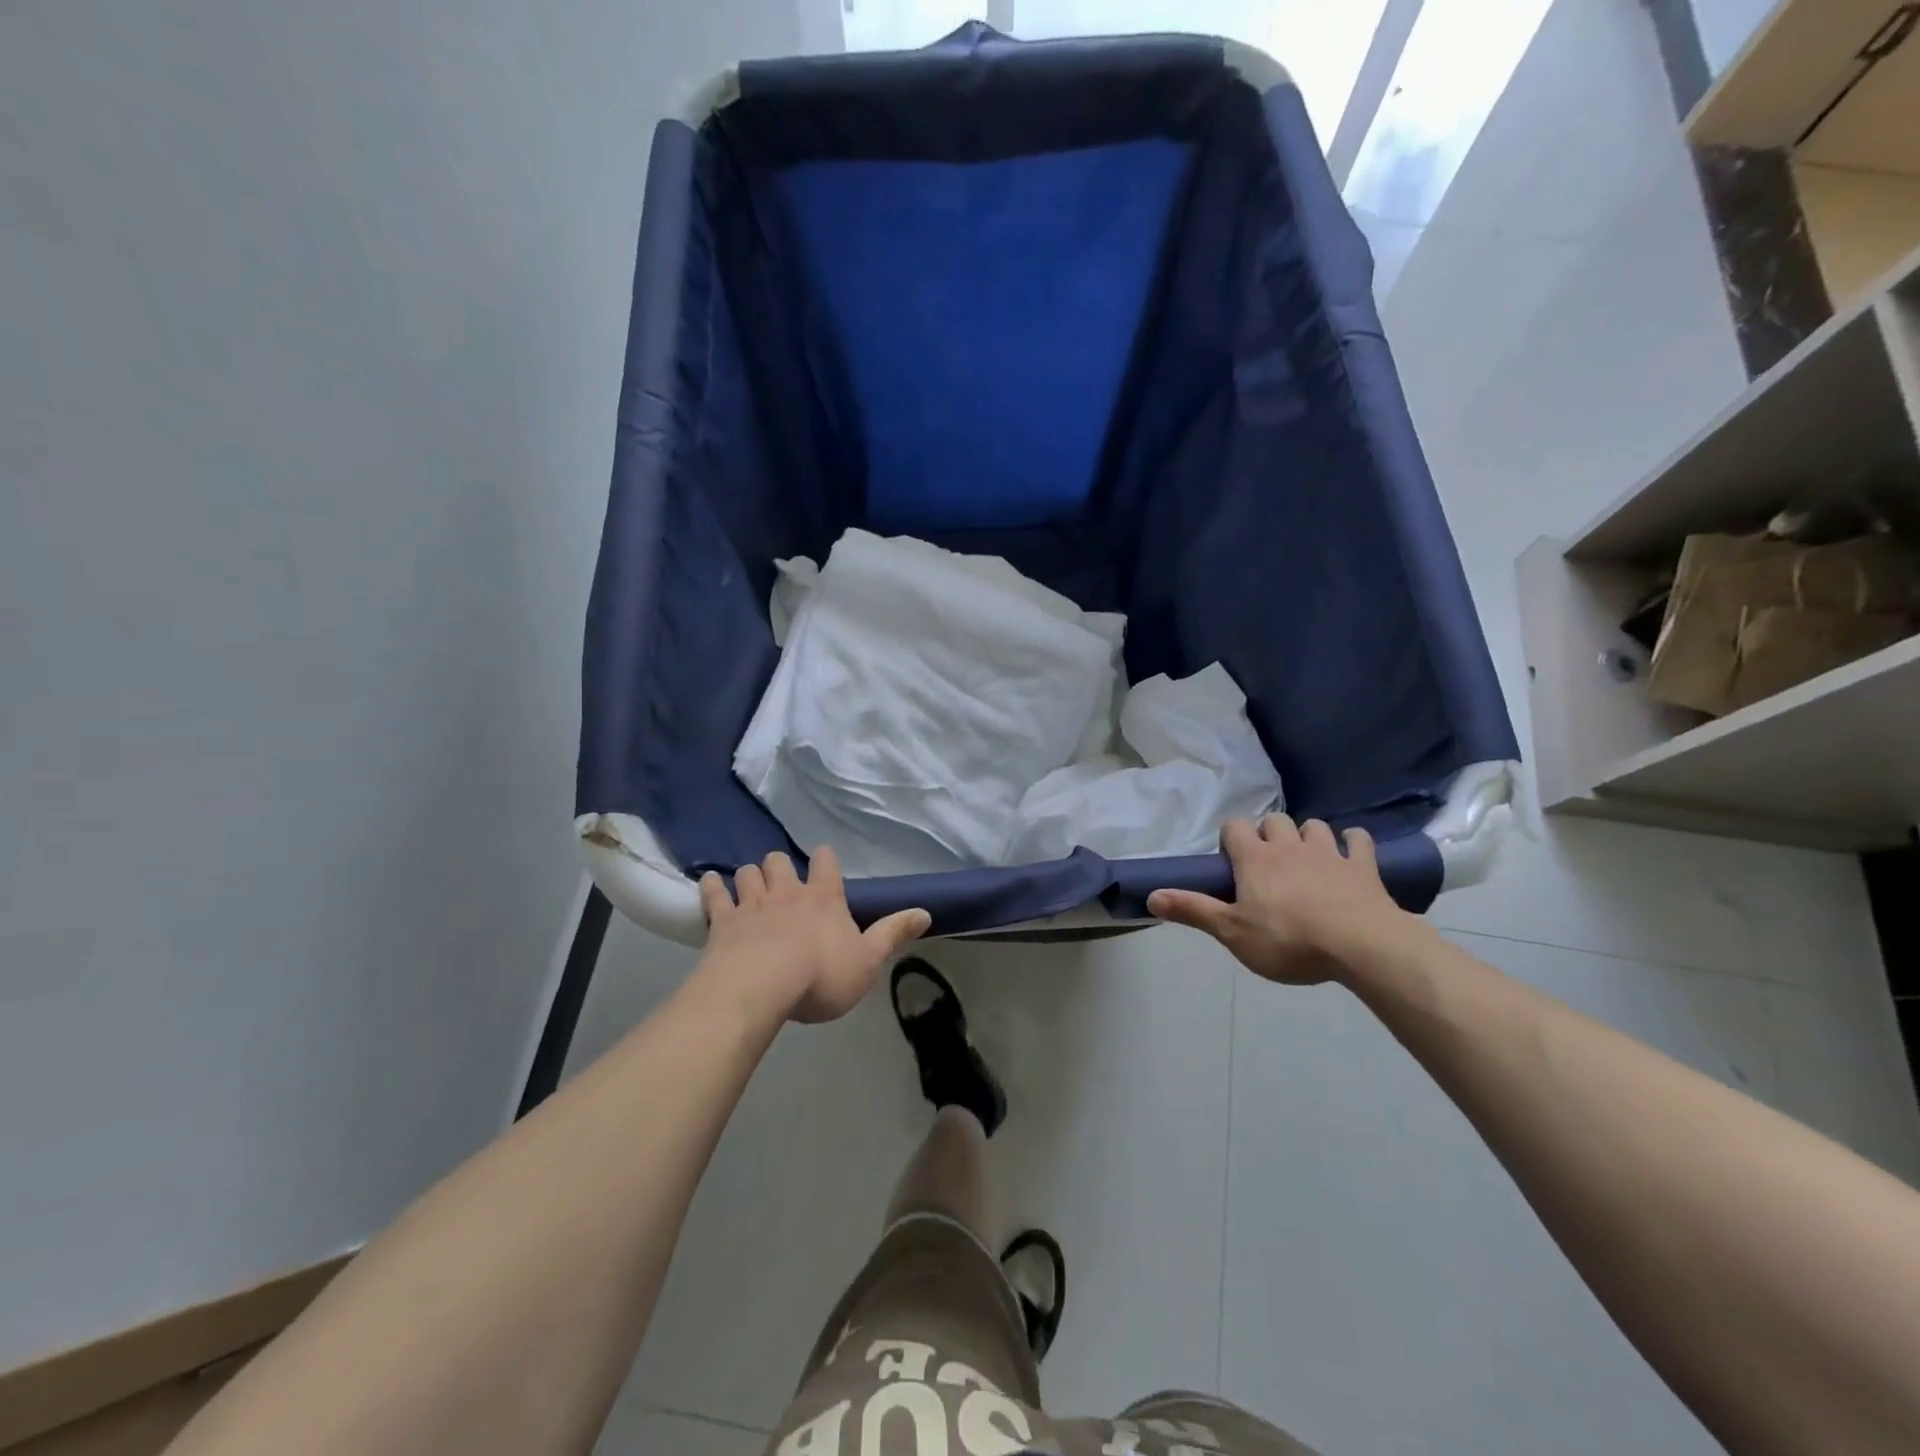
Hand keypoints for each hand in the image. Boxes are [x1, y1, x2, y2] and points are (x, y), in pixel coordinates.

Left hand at [697, 846, 930, 1023]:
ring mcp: (751, 903)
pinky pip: (714, 893)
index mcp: (824, 897)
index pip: (826, 862)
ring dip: (750, 876)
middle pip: (779, 861)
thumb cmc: (820, 975)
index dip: (825, 858)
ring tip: (750, 884)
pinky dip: (712, 886)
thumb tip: (926, 912)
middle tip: (782, 881)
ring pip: (748, 873)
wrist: (760, 988)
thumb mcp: (868, 960)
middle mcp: (787, 891)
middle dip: (780, 866)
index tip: (824, 859)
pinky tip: (710, 883)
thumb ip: (894, 934)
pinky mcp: (722, 921)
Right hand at [1147, 815, 1411, 984]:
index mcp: (1255, 858)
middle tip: (1269, 863)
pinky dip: (1353, 843)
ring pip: (1314, 826)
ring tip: (1306, 858)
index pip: (1235, 828)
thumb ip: (1193, 910)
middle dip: (1270, 834)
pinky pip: (1359, 840)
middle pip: (1275, 820)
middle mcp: (1289, 845)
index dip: (1232, 840)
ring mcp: (1329, 852)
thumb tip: (1150, 895)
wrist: (1360, 945)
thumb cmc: (1288, 940)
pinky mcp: (1363, 866)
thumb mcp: (1232, 932)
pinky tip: (1350, 853)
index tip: (1233, 863)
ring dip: (1308, 836)